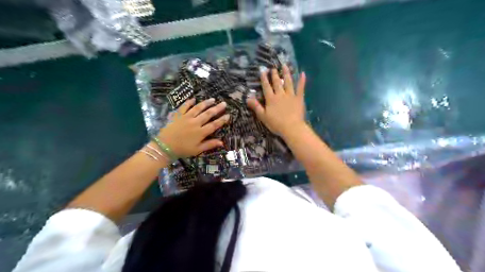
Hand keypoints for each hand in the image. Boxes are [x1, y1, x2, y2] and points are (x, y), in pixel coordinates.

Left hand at [156, 97, 229, 157]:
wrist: (164, 147)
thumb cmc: (182, 150)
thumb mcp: (197, 150)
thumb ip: (209, 145)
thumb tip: (222, 142)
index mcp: (201, 132)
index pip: (214, 125)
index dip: (222, 120)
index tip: (228, 115)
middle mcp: (195, 123)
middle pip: (208, 114)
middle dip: (217, 108)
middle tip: (224, 103)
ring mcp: (186, 117)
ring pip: (198, 108)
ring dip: (206, 103)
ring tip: (212, 99)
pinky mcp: (178, 115)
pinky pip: (184, 106)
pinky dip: (189, 102)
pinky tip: (194, 99)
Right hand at [247, 65, 306, 137]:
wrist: (291, 127)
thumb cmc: (276, 123)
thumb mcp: (263, 116)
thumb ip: (256, 106)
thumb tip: (248, 98)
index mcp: (271, 99)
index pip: (266, 87)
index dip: (264, 79)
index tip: (263, 71)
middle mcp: (280, 94)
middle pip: (277, 83)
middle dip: (274, 75)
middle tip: (273, 68)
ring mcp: (290, 95)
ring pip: (288, 82)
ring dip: (286, 73)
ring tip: (285, 66)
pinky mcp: (299, 98)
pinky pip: (300, 88)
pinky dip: (302, 81)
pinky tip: (302, 74)